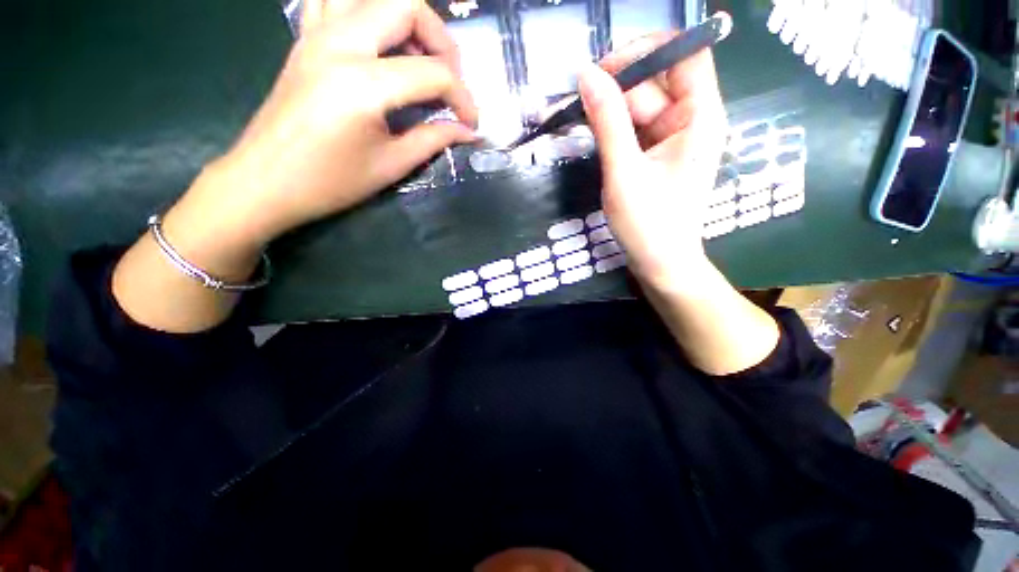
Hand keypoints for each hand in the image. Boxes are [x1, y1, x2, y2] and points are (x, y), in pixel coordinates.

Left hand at [113, 0, 478, 332]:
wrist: (265, 181)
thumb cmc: (331, 182)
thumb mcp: (391, 166)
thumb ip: (433, 140)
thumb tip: (467, 131)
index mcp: (364, 84)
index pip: (433, 74)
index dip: (463, 98)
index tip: (471, 123)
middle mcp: (340, 44)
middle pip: (406, 5)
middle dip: (442, 41)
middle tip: (451, 79)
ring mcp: (317, 34)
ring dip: (406, 20)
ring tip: (418, 57)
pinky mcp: (305, 39)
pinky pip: (335, 2)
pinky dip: (364, 12)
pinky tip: (377, 43)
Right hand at [578, 34, 727, 289]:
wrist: (660, 263)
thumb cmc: (648, 224)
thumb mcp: (623, 172)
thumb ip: (607, 122)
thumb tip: (587, 75)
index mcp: (700, 117)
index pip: (686, 54)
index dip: (648, 49)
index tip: (607, 68)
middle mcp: (693, 120)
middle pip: (659, 80)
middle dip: (622, 84)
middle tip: (583, 99)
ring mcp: (675, 139)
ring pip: (644, 104)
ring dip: (614, 108)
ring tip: (584, 119)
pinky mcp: (660, 155)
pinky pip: (638, 128)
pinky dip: (617, 127)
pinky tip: (597, 134)